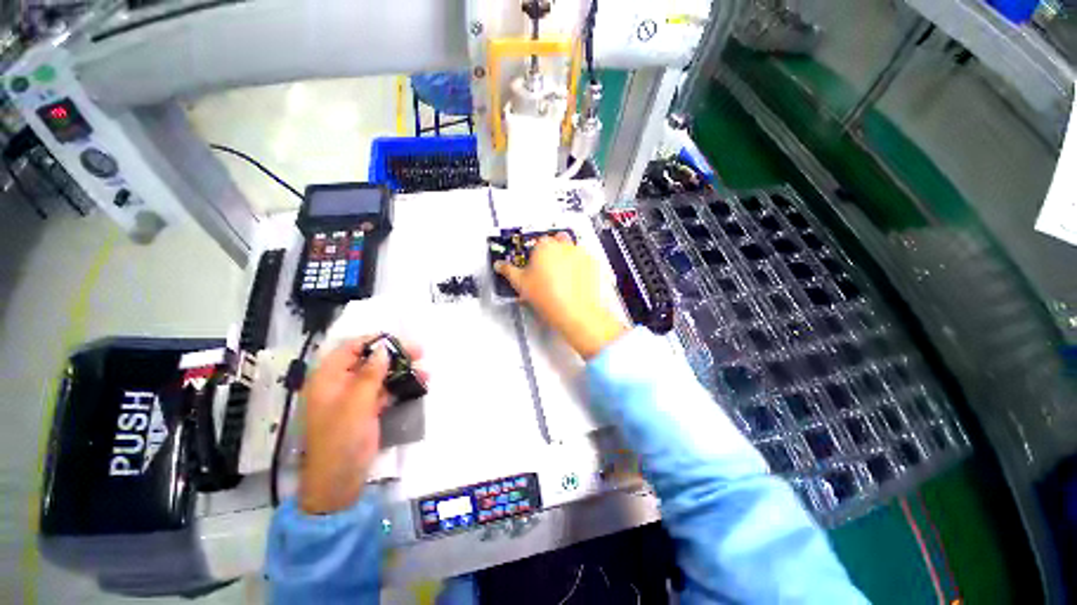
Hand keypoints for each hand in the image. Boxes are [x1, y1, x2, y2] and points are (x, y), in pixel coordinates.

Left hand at [298, 336, 425, 513]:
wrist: (339, 481)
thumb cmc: (342, 439)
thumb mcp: (356, 403)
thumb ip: (370, 374)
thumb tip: (384, 349)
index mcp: (328, 379)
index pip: (350, 348)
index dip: (375, 341)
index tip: (400, 340)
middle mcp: (340, 384)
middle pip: (368, 360)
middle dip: (395, 355)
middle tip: (420, 352)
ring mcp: (354, 397)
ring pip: (380, 375)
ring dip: (402, 371)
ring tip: (425, 370)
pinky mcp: (366, 409)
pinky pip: (385, 391)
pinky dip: (401, 386)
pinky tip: (419, 384)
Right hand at [496, 235, 626, 359]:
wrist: (575, 312)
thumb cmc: (548, 297)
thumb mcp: (521, 284)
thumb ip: (508, 271)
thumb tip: (500, 266)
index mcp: (544, 246)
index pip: (537, 243)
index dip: (535, 255)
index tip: (534, 266)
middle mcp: (564, 245)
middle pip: (556, 242)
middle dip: (552, 253)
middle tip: (548, 271)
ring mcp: (581, 253)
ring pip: (571, 250)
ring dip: (566, 259)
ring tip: (562, 280)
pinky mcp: (593, 264)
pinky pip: (584, 261)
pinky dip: (580, 268)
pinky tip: (574, 283)